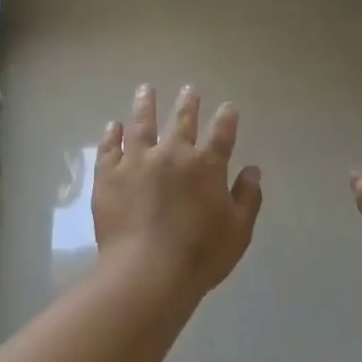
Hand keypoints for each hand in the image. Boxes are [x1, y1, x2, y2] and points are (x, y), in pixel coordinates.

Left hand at [92, 84, 263, 303]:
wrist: (147, 272)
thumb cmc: (200, 255)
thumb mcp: (238, 230)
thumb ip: (247, 197)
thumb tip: (252, 170)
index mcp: (207, 166)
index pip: (222, 133)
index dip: (227, 118)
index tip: (228, 107)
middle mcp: (173, 154)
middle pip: (182, 121)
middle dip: (188, 103)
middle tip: (189, 89)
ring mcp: (137, 162)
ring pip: (142, 124)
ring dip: (145, 105)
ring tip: (146, 90)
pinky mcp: (109, 176)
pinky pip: (110, 148)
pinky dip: (113, 134)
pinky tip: (114, 125)